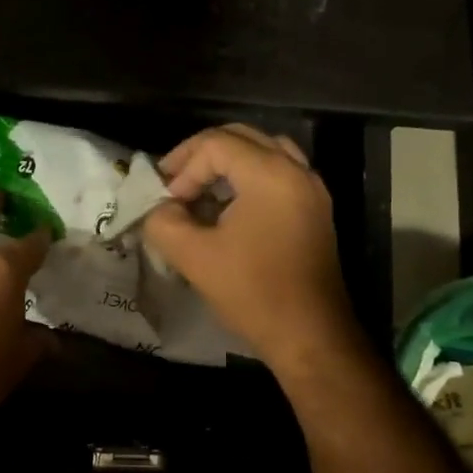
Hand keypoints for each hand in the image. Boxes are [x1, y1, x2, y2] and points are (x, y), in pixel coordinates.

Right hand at [143, 125, 362, 380]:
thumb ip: (164, 222)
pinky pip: (277, 175)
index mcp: (270, 174)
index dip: (182, 167)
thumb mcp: (193, 257)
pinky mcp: (314, 212)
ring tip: (198, 193)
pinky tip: (225, 210)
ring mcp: (310, 190)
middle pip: (241, 138)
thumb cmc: (252, 292)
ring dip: (225, 166)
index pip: (215, 144)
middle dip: (201, 157)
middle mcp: (296, 170)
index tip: (165, 201)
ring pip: (262, 154)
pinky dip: (247, 180)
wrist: (309, 334)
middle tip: (173, 183)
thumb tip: (158, 209)